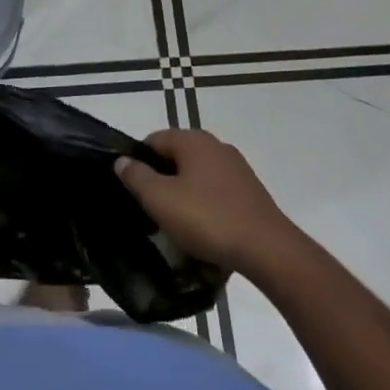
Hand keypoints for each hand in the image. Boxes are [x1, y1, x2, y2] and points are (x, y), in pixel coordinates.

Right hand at [115, 129, 296, 277]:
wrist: (267, 249)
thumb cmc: (207, 219)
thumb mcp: (160, 199)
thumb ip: (136, 176)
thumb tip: (122, 161)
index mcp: (193, 140)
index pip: (153, 140)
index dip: (137, 162)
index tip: (131, 189)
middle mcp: (216, 145)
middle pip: (176, 156)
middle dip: (161, 178)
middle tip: (149, 207)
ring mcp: (237, 167)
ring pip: (196, 174)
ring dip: (182, 192)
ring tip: (174, 221)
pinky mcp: (250, 190)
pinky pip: (216, 190)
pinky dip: (203, 203)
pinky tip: (202, 227)